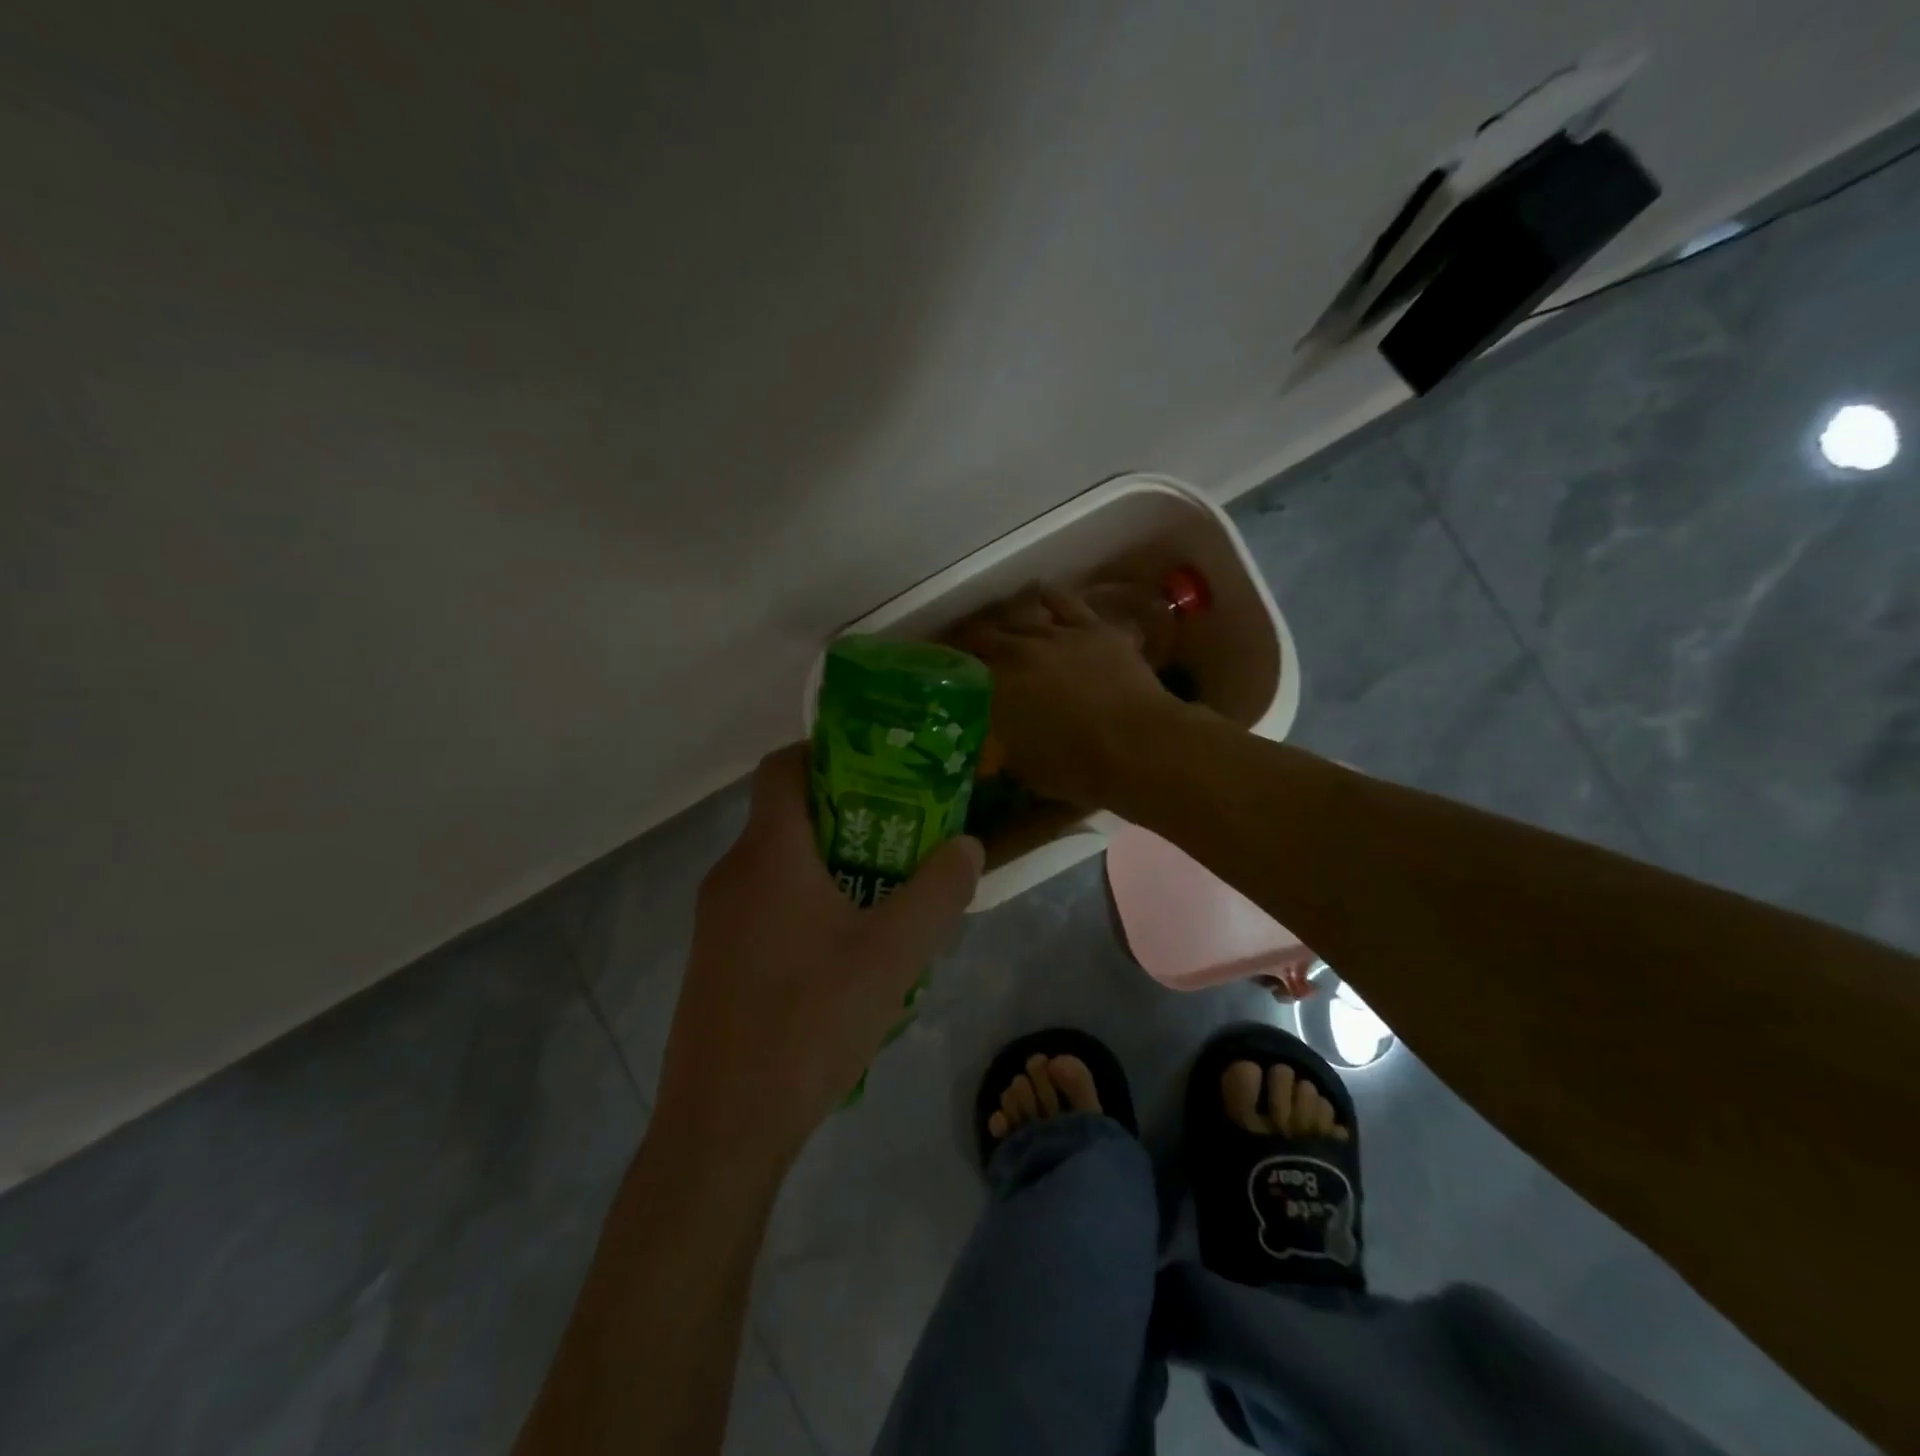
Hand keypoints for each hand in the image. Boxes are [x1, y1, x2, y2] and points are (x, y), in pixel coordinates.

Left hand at [652, 745, 982, 1174]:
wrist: (722, 1127)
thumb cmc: (810, 1022)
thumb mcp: (894, 954)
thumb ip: (938, 891)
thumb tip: (968, 846)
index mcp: (767, 853)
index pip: (784, 766)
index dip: (828, 751)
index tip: (880, 768)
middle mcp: (732, 873)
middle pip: (788, 815)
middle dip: (848, 815)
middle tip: (904, 835)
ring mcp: (715, 920)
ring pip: (779, 866)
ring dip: (831, 866)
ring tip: (886, 895)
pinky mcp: (715, 961)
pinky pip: (766, 907)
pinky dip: (807, 905)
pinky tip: (846, 955)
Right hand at [953, 585, 1176, 807]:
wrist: (1138, 746)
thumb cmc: (1077, 767)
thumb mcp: (1024, 767)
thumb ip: (1001, 747)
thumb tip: (989, 746)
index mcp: (997, 687)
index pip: (961, 667)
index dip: (949, 666)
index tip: (943, 670)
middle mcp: (1020, 651)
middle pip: (987, 635)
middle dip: (974, 641)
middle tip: (970, 648)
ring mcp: (1059, 634)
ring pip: (1023, 613)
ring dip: (1009, 617)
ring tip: (1005, 622)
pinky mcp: (1094, 628)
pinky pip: (1065, 601)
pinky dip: (1050, 599)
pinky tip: (1044, 598)